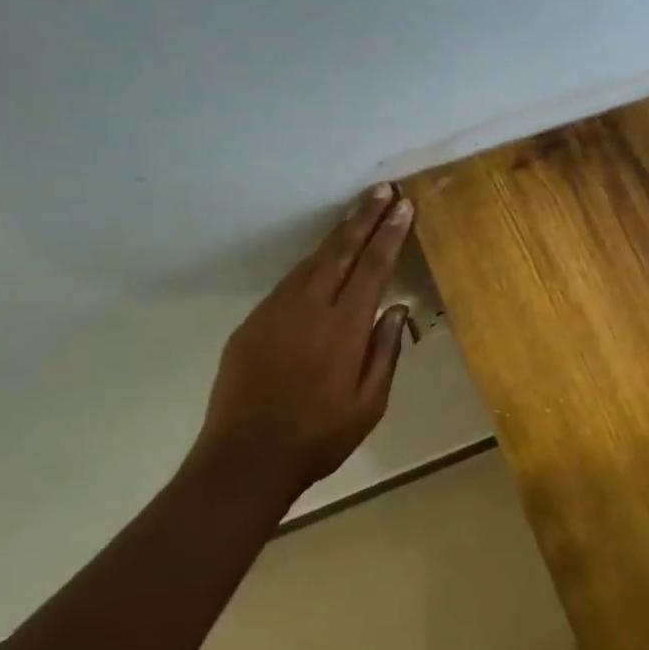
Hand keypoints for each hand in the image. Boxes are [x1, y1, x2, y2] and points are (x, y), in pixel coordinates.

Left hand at [187, 184, 414, 498]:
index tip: (403, 207)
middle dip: (363, 218)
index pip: (372, 268)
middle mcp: (309, 309)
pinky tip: (322, 261)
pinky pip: (289, 282)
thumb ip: (385, 352)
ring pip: (311, 262)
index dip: (388, 235)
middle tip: (382, 191)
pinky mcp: (253, 323)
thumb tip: (395, 309)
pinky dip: (311, 263)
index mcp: (343, 329)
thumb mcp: (369, 404)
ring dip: (337, 236)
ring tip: (357, 214)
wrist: (245, 458)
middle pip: (339, 252)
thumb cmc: (319, 437)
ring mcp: (275, 312)